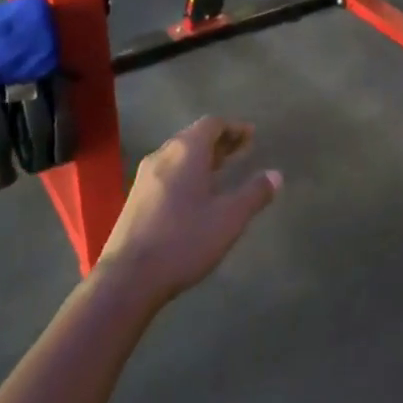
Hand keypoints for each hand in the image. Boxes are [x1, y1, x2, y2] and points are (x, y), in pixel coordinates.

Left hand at [95, 117, 281, 302]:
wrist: (127, 279)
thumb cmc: (184, 240)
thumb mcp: (229, 218)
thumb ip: (254, 194)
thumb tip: (276, 175)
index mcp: (186, 151)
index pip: (212, 124)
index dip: (234, 128)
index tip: (251, 136)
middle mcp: (163, 155)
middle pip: (194, 136)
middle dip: (220, 141)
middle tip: (242, 151)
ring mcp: (144, 177)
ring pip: (178, 155)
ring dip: (202, 157)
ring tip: (222, 171)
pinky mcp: (135, 199)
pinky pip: (167, 172)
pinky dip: (187, 172)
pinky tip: (195, 195)